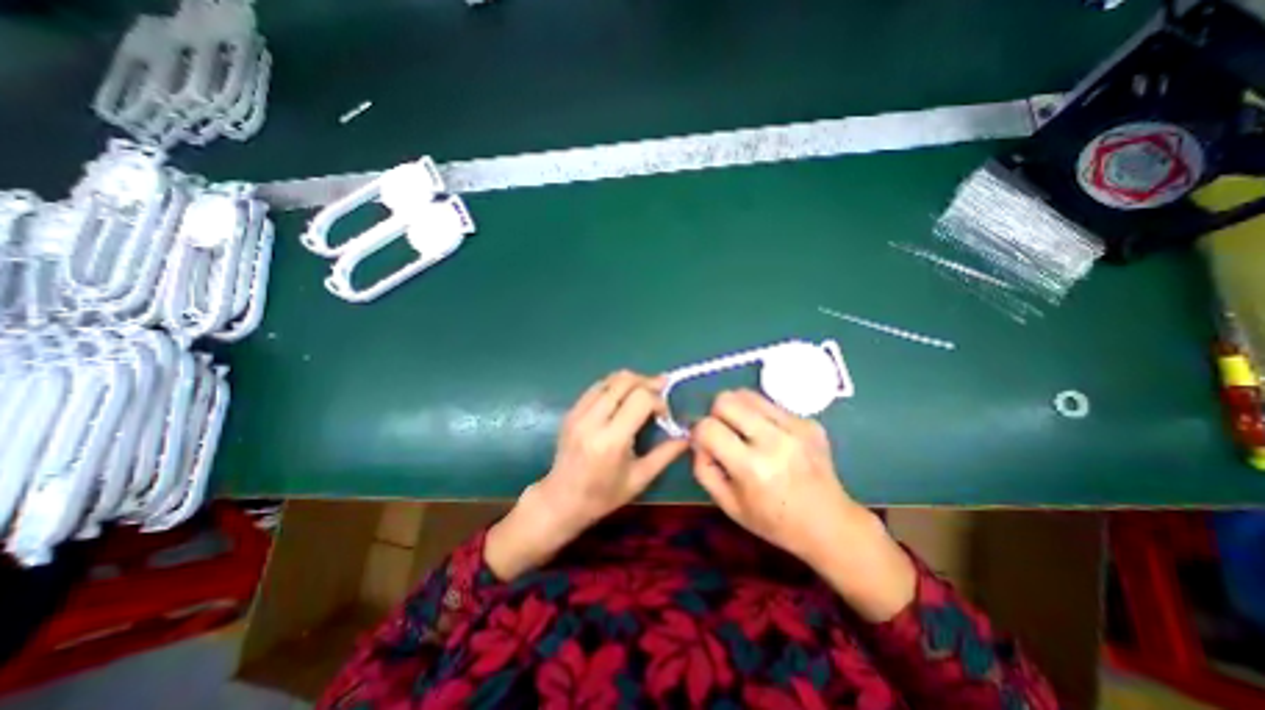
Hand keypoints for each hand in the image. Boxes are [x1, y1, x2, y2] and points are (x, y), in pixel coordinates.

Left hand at [485, 371, 687, 582]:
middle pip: (624, 381)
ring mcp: (578, 413)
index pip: (640, 399)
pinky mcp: (571, 411)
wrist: (561, 500)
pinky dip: (614, 386)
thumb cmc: (603, 496)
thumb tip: (688, 435)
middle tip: (659, 393)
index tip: (664, 414)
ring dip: (631, 382)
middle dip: (647, 383)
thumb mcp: (639, 479)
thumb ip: (665, 454)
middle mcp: (593, 420)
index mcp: (611, 440)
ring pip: (609, 379)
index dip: (658, 400)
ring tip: (643, 394)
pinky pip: (596, 387)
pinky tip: (622, 399)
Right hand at [689, 389, 921, 620]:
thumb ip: (703, 469)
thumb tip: (699, 440)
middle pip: (726, 400)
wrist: (830, 524)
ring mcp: (795, 427)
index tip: (706, 445)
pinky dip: (759, 415)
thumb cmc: (774, 521)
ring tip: (744, 431)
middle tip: (724, 433)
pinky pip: (769, 403)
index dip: (698, 434)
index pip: (708, 427)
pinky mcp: (808, 421)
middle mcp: (774, 440)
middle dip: (715, 414)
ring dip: (736, 409)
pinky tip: (770, 437)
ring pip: (747, 394)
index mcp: (752, 468)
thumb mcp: (728, 505)